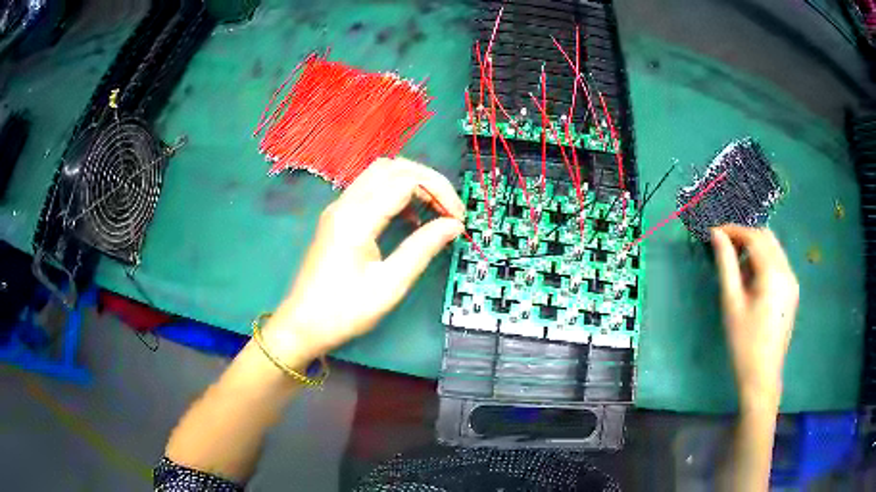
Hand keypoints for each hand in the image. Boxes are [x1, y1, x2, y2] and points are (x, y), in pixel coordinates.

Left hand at [262, 157, 463, 366]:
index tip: (459, 219)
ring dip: (411, 184)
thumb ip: (423, 248)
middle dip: (428, 181)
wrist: (302, 325)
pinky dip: (395, 194)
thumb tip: (454, 225)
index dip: (439, 192)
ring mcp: (338, 208)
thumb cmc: (344, 311)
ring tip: (434, 212)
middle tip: (449, 210)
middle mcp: (345, 203)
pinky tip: (410, 220)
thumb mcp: (389, 285)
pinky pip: (370, 190)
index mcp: (357, 218)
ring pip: (380, 174)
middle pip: (392, 167)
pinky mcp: (337, 217)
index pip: (406, 181)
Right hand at [711, 225, 798, 406]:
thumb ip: (726, 264)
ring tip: (737, 264)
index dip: (734, 230)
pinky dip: (764, 261)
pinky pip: (778, 264)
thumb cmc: (743, 342)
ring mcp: (792, 281)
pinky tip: (752, 279)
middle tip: (725, 246)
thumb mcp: (731, 302)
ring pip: (774, 249)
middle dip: (745, 236)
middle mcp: (787, 270)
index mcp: (773, 272)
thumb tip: (716, 234)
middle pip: (767, 237)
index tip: (715, 232)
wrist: (762, 376)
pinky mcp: (792, 291)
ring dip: (755, 248)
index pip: (754, 237)